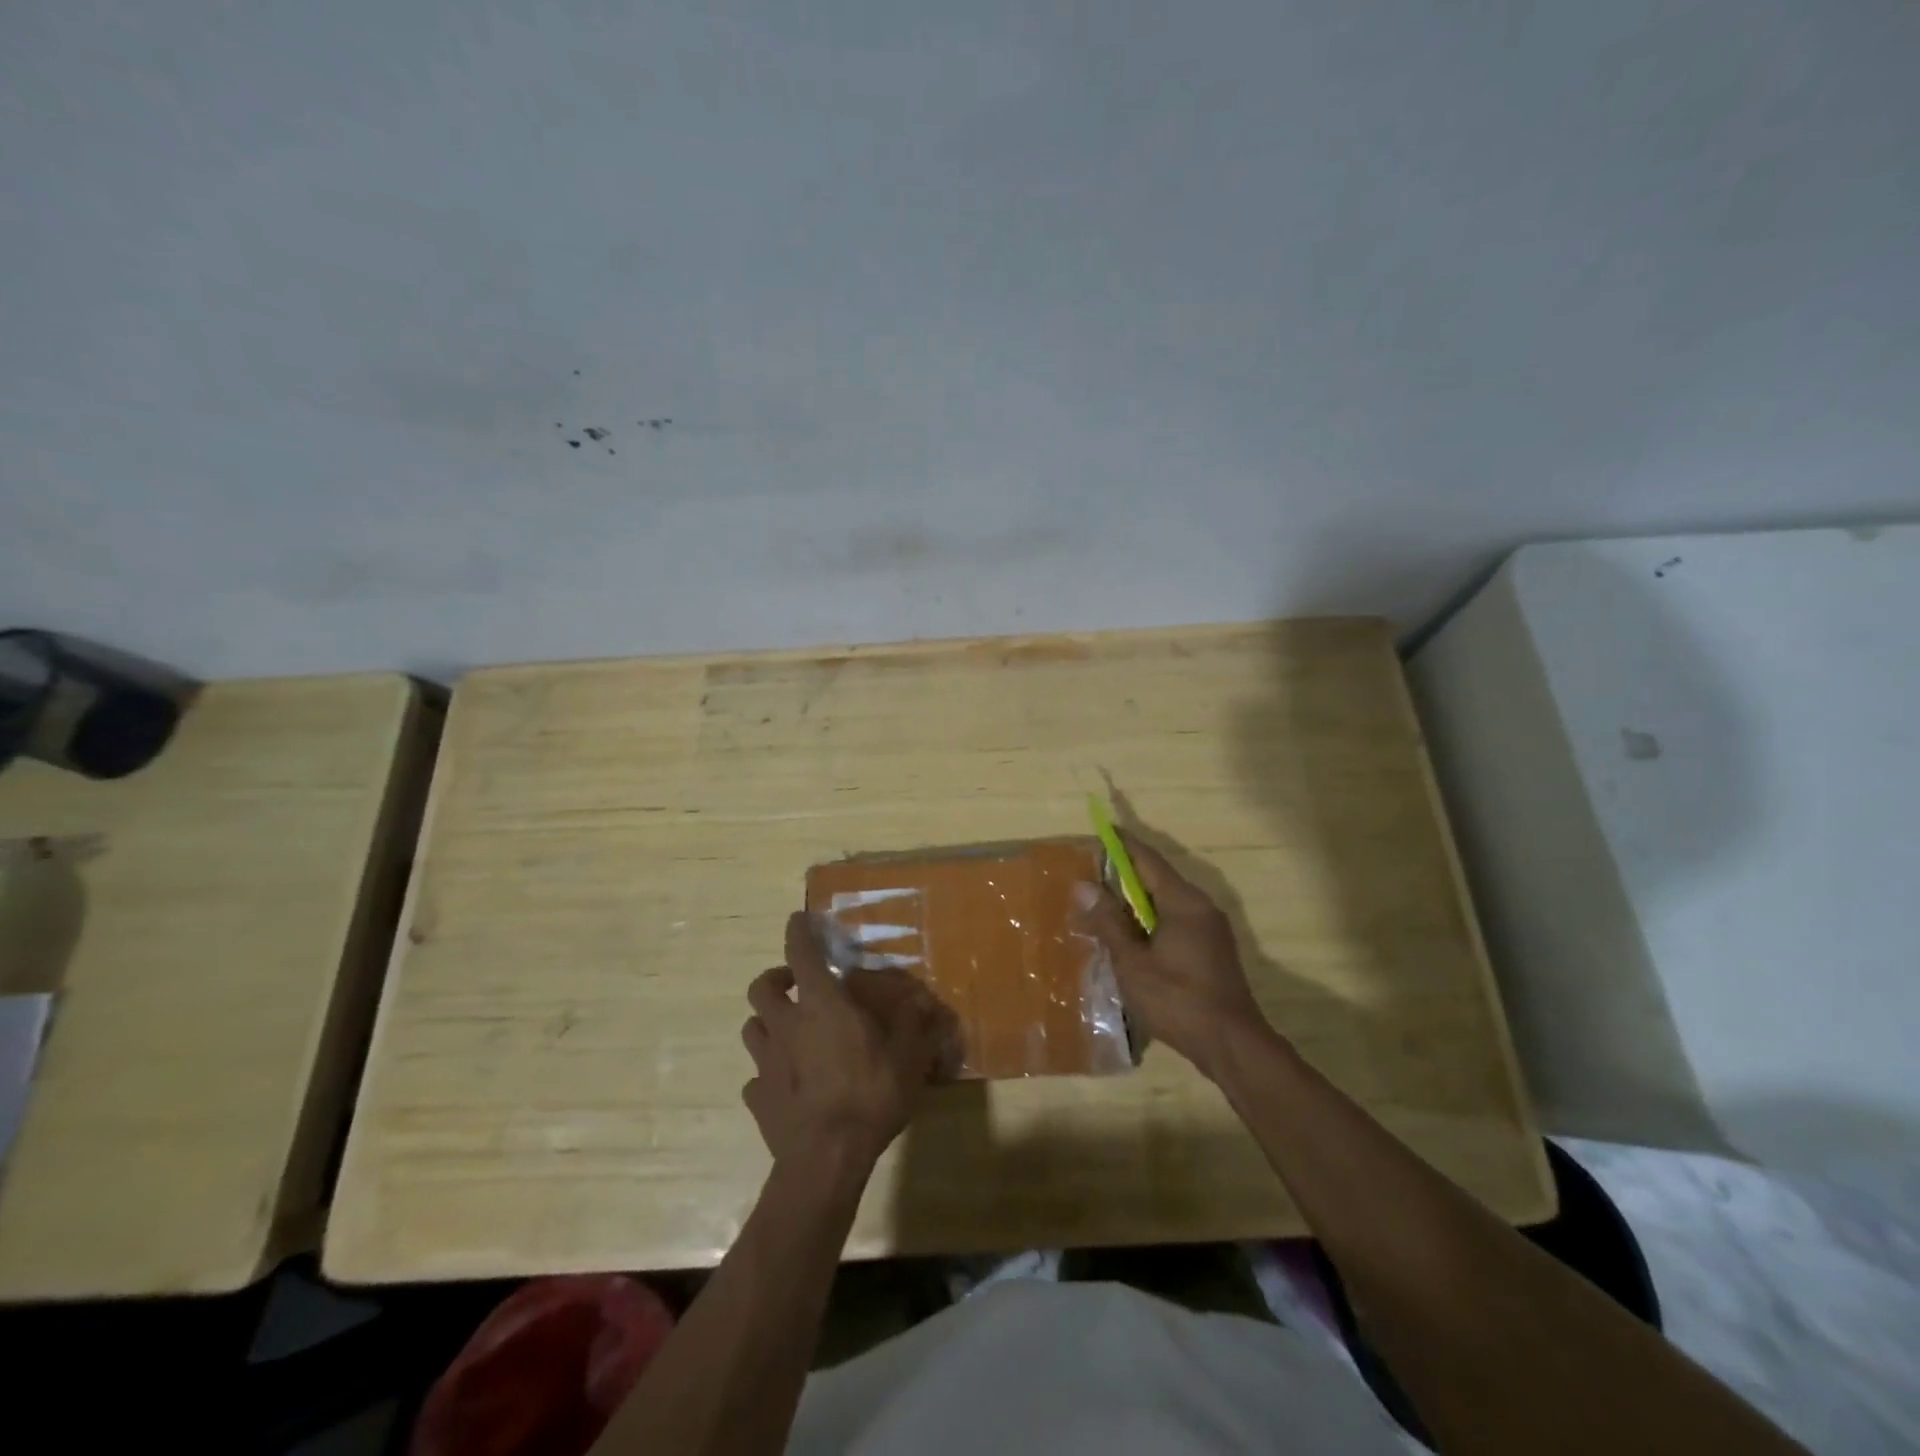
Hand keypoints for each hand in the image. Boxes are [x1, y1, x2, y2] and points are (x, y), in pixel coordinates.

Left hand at [741, 912, 960, 1168]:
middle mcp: (786, 1025)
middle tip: (795, 985)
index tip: (797, 920)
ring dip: (767, 1023)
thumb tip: (923, 998)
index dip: (797, 932)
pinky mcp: (758, 1099)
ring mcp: (766, 1063)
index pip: (801, 953)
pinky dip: (767, 1075)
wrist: (826, 1159)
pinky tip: (784, 1085)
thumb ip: (915, 1021)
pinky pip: (755, 1078)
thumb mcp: (908, 1055)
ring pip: (752, 1028)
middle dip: (775, 979)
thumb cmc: (870, 1095)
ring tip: (788, 1032)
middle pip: (761, 987)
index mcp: (820, 1006)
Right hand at [1074, 831, 1269, 1078]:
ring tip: (1105, 905)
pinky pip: (1177, 919)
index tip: (1101, 830)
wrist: (1232, 1045)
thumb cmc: (1178, 1000)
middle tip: (1093, 873)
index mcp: (1184, 902)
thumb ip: (1109, 922)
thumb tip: (1083, 886)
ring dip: (1137, 900)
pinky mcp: (1213, 948)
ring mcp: (1211, 928)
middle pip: (1158, 878)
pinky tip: (1132, 937)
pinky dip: (1151, 919)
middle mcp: (1201, 906)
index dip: (1123, 844)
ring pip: (1167, 901)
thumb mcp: (1133, 963)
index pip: (1148, 860)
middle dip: (1126, 874)